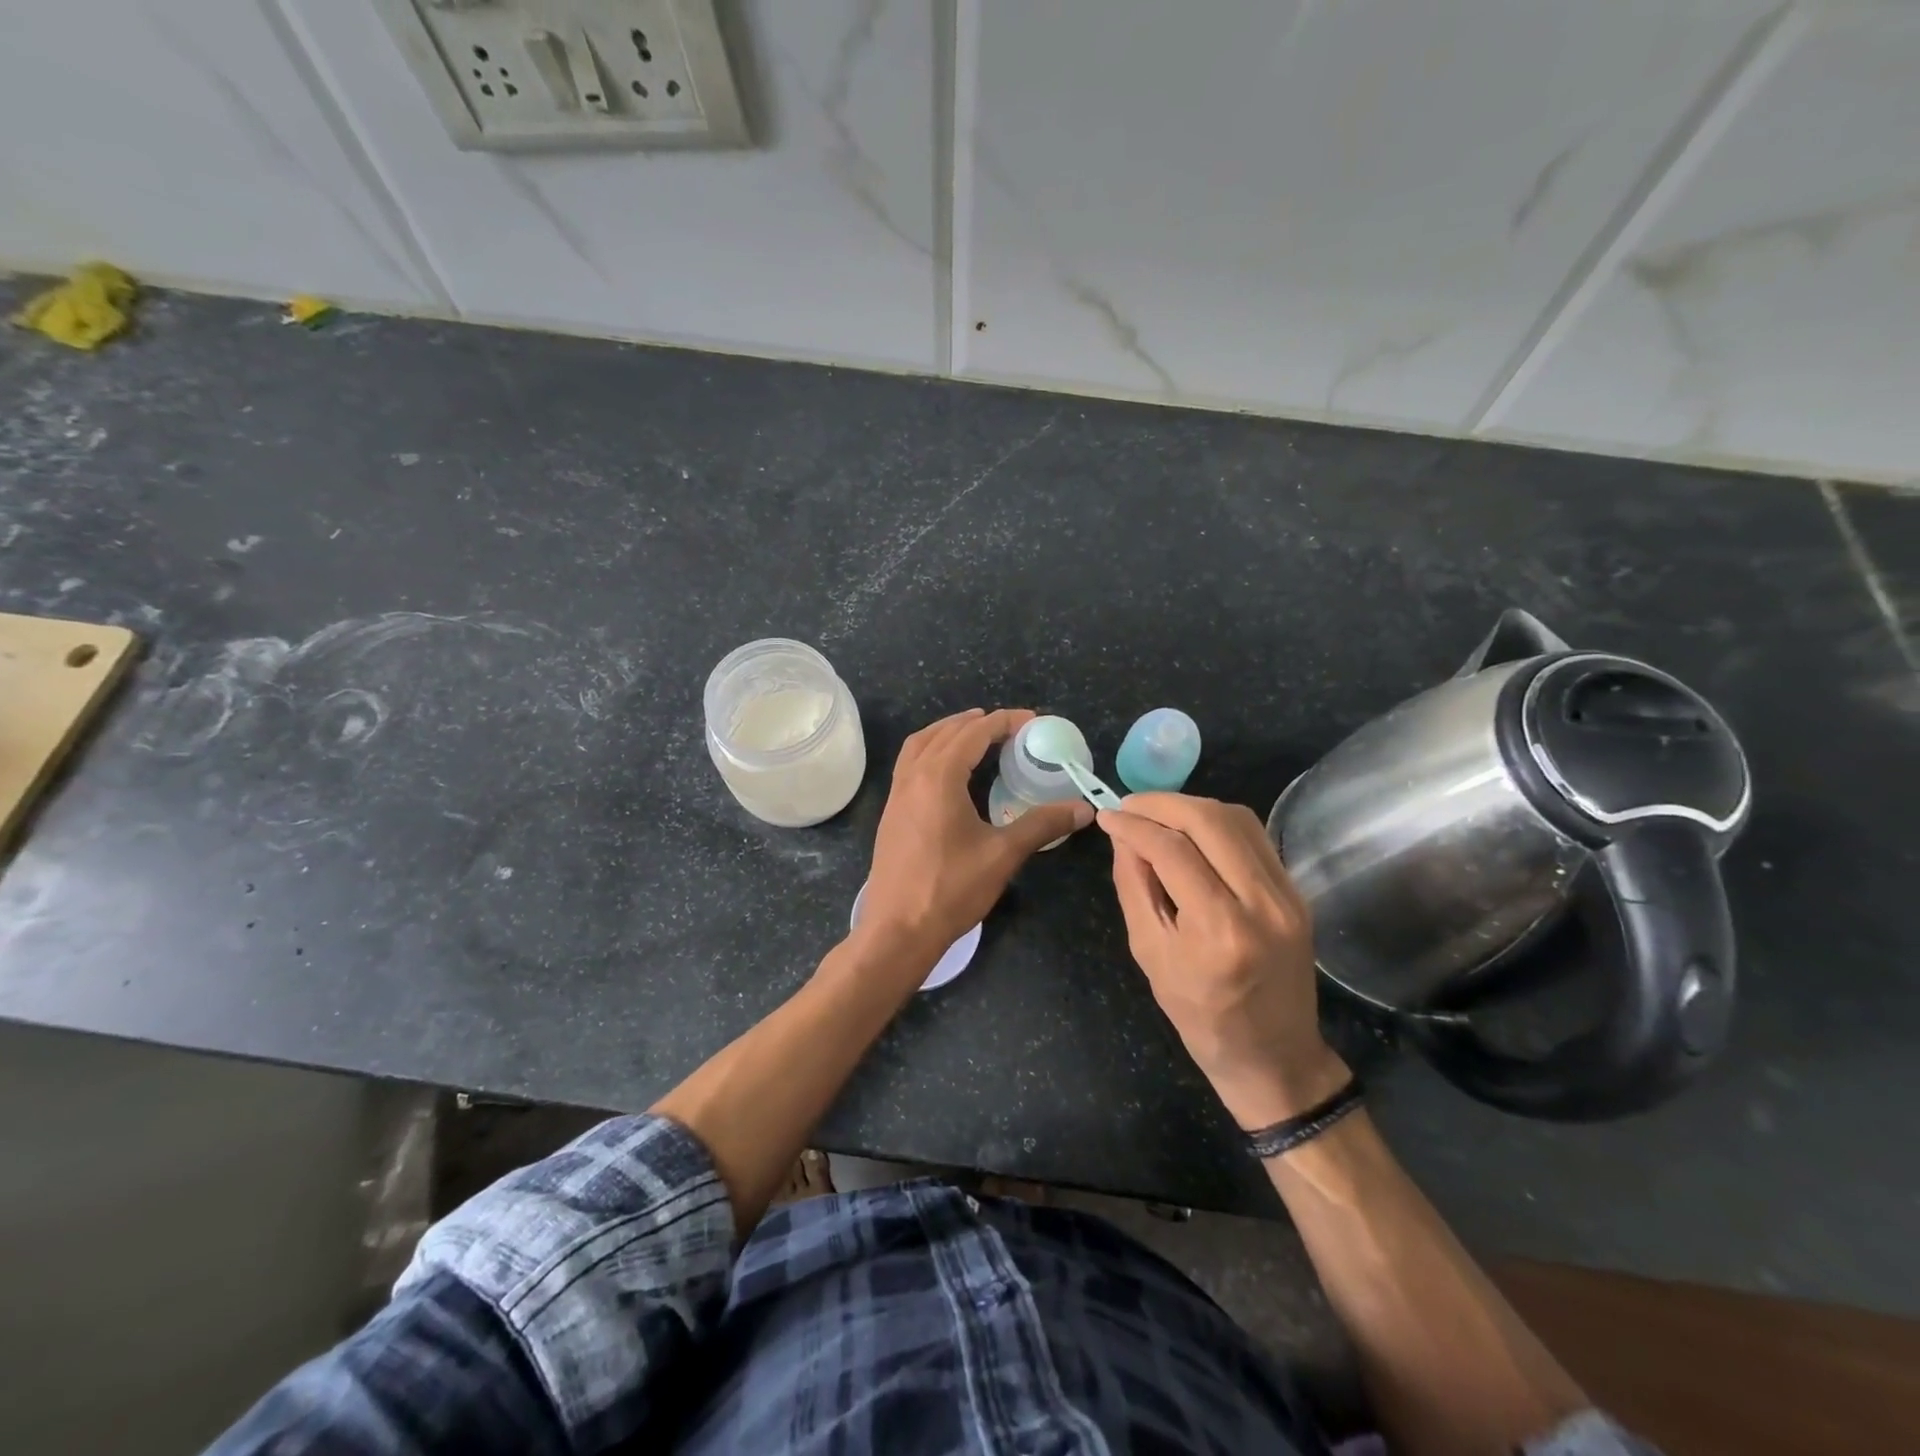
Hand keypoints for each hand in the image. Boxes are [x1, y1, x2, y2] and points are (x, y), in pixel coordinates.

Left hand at [857, 709, 1091, 972]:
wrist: (898, 930)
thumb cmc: (951, 889)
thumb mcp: (1003, 854)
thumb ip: (1042, 825)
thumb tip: (1083, 808)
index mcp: (938, 777)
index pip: (973, 734)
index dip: (1003, 722)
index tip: (1031, 721)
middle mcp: (913, 777)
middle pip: (944, 733)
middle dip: (976, 723)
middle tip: (1008, 726)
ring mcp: (896, 795)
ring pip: (920, 746)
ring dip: (947, 732)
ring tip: (975, 735)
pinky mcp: (891, 814)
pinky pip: (909, 765)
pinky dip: (931, 752)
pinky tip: (948, 772)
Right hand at [1098, 793, 1347, 1128]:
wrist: (1275, 1055)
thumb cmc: (1201, 1017)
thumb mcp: (1150, 954)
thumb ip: (1134, 887)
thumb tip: (1122, 835)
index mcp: (1219, 930)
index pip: (1171, 851)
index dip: (1133, 825)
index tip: (1106, 816)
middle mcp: (1261, 903)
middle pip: (1209, 821)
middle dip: (1161, 803)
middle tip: (1128, 806)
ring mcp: (1287, 895)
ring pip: (1236, 819)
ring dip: (1190, 806)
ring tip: (1155, 813)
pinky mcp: (1296, 892)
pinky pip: (1253, 837)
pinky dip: (1216, 822)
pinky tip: (1190, 830)